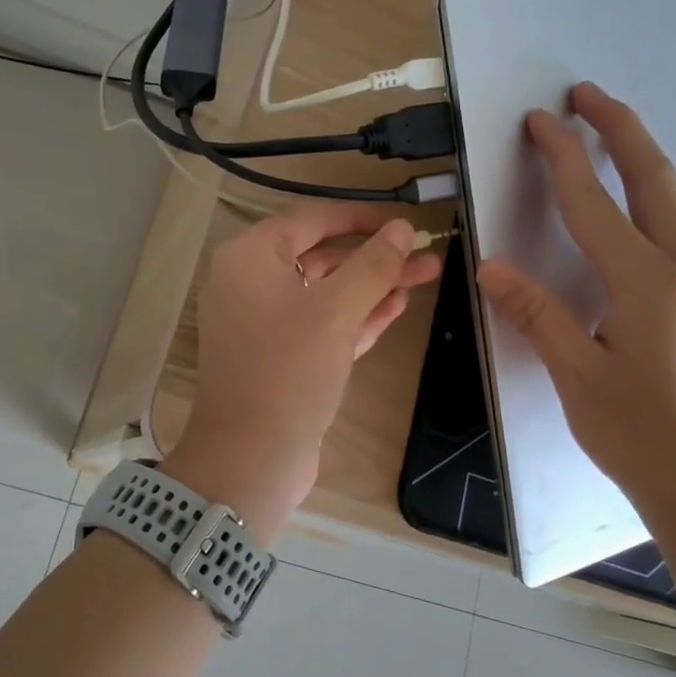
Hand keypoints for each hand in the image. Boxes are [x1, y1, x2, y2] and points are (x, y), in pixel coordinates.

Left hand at [164, 203, 441, 533]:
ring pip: (325, 292)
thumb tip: (402, 229)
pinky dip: (355, 316)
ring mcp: (263, 323)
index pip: (311, 220)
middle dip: (374, 256)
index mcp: (249, 258)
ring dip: (372, 286)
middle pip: (321, 255)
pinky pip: (321, 324)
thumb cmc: (288, 372)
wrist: (251, 459)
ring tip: (425, 276)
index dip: (361, 217)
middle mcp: (249, 283)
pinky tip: (396, 307)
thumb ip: (372, 265)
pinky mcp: (280, 357)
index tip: (404, 221)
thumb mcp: (336, 312)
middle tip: (426, 255)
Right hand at [475, 82, 675, 521]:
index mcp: (646, 284)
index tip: (539, 120)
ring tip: (614, 132)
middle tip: (587, 95)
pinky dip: (658, 190)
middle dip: (620, 129)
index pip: (594, 203)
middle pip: (654, 179)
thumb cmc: (642, 435)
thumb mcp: (577, 376)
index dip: (563, 158)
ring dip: (644, 155)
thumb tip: (491, 266)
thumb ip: (536, 314)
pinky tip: (644, 201)